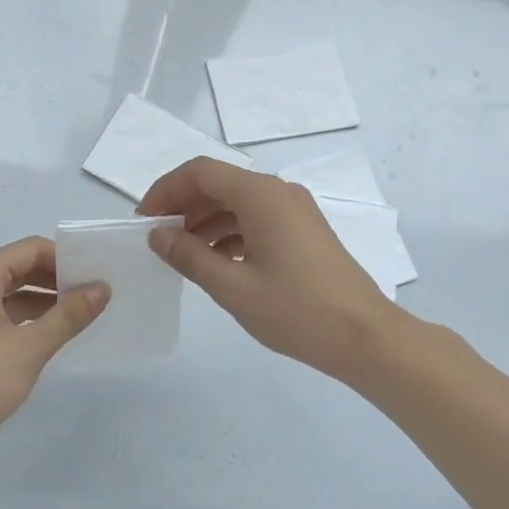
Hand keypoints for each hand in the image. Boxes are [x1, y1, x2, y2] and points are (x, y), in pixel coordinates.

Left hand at [0, 237, 108, 472]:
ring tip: (81, 313)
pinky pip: (0, 314)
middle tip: (95, 293)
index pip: (30, 249)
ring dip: (44, 300)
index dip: (65, 259)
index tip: (97, 275)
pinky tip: (51, 334)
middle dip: (56, 278)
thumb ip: (69, 315)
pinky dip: (27, 319)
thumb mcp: (31, 347)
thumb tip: (103, 288)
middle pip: (19, 267)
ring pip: (10, 293)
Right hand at [139, 157, 404, 379]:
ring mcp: (295, 210)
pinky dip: (229, 232)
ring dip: (205, 220)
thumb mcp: (232, 286)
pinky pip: (256, 218)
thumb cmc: (295, 310)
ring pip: (237, 202)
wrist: (364, 336)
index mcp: (260, 195)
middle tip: (158, 238)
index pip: (200, 171)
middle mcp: (278, 192)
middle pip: (219, 183)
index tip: (144, 220)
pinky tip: (216, 261)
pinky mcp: (303, 230)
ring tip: (182, 254)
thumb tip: (157, 235)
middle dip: (183, 205)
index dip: (165, 190)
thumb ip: (189, 255)